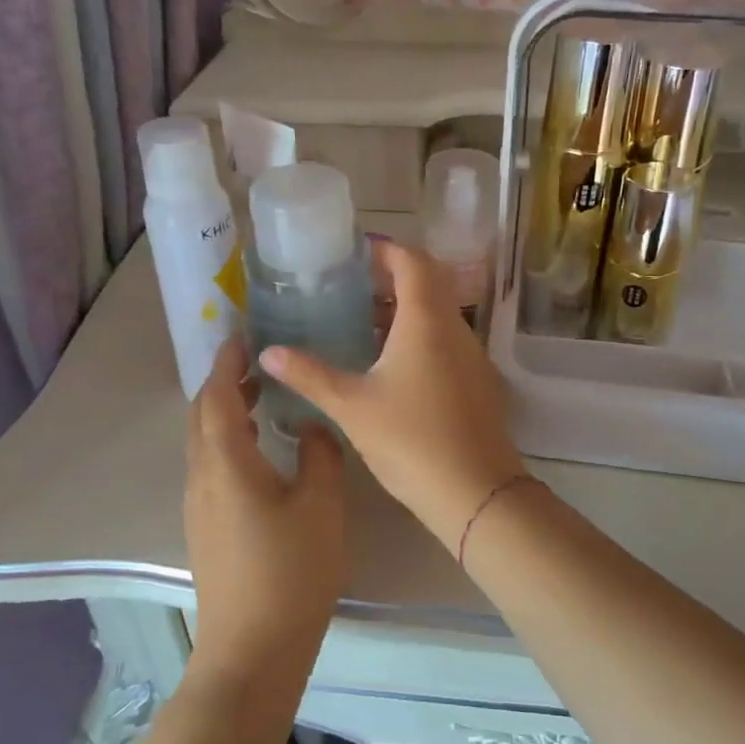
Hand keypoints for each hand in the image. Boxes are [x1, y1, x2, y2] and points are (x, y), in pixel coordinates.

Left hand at [184, 339, 346, 667]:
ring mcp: (198, 506)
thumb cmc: (291, 572)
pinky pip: (209, 466)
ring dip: (225, 412)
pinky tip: (260, 450)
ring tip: (262, 399)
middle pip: (201, 416)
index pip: (216, 396)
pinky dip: (228, 441)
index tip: (243, 335)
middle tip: (259, 365)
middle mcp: (201, 477)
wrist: (252, 650)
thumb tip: (310, 425)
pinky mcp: (205, 528)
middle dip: (224, 384)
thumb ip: (319, 454)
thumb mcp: (321, 505)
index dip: (226, 363)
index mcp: (226, 463)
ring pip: (203, 442)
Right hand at [261, 241, 524, 552]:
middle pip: (427, 283)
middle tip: (349, 289)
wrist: (475, 492)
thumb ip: (308, 374)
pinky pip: (445, 340)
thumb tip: (268, 352)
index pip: (412, 261)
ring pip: (437, 314)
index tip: (353, 256)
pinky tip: (388, 365)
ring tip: (360, 324)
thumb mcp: (351, 406)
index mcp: (426, 320)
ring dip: (403, 310)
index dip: (385, 251)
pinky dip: (417, 336)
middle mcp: (454, 328)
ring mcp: (470, 355)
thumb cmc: (410, 440)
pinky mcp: (476, 380)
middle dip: (390, 279)